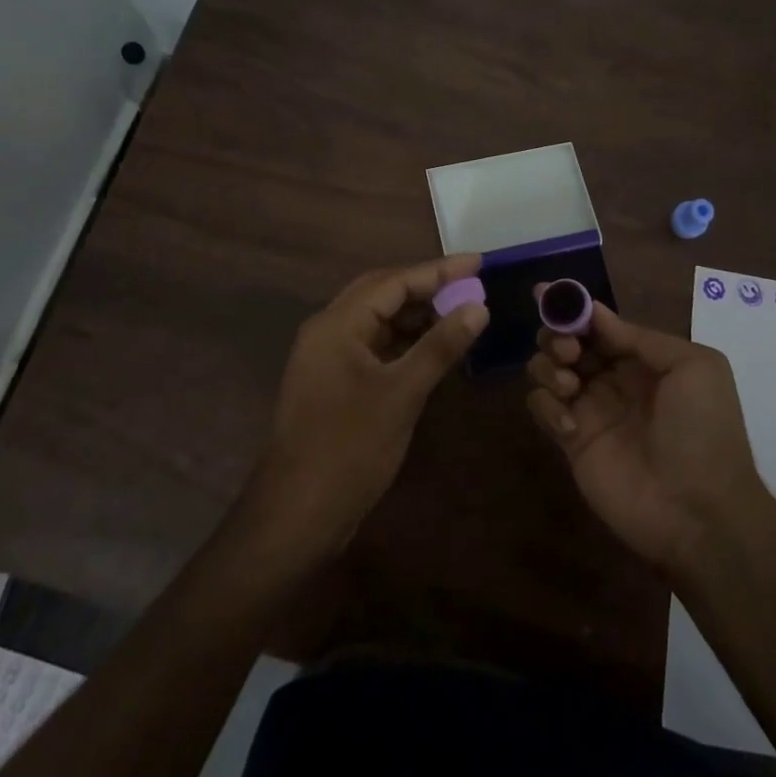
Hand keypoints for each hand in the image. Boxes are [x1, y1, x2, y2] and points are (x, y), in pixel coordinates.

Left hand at [248, 255, 488, 559]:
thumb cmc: (349, 448)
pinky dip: (405, 341)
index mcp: (336, 324)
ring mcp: (329, 358)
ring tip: (460, 312)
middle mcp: (328, 331)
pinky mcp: (335, 383)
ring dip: (417, 314)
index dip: (437, 271)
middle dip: (427, 286)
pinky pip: (374, 346)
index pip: (392, 281)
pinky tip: (434, 347)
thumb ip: (439, 346)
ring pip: (378, 320)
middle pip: (382, 293)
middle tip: (471, 283)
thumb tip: (478, 308)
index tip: (478, 262)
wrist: (297, 514)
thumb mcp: (402, 394)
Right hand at [526, 302, 768, 574]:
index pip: (599, 324)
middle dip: (558, 334)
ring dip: (548, 366)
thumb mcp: (695, 367)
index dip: (574, 308)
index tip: (548, 293)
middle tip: (569, 350)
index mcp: (642, 359)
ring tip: (569, 385)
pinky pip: (541, 408)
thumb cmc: (703, 431)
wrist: (700, 511)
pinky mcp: (571, 442)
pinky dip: (546, 405)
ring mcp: (590, 410)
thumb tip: (596, 313)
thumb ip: (642, 337)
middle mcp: (612, 379)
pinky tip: (569, 424)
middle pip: (567, 341)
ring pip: (547, 369)